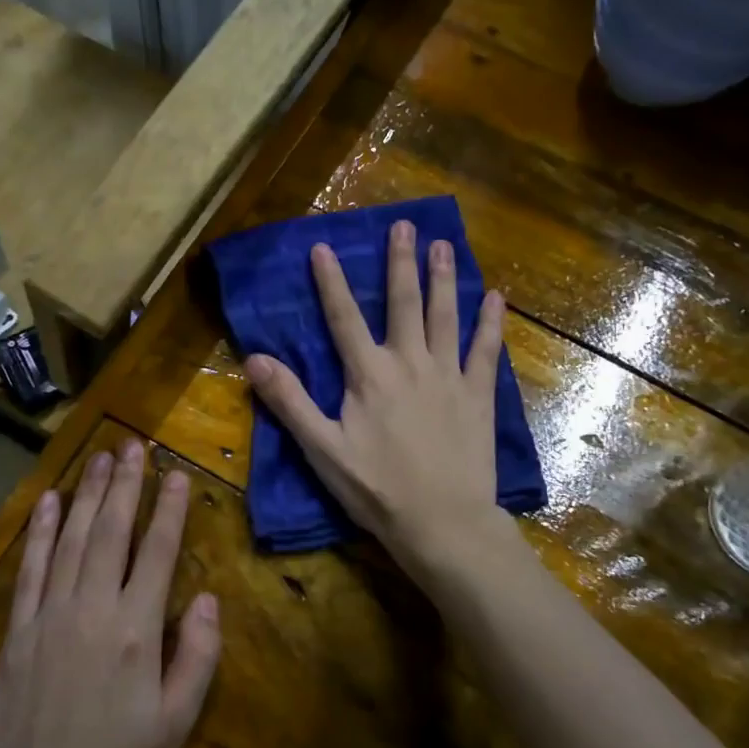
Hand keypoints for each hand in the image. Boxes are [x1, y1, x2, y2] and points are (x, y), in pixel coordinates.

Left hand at [0, 439, 220, 747]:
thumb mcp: (175, 723)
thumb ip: (197, 656)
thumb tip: (205, 598)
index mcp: (136, 631)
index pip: (157, 552)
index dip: (169, 509)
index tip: (176, 474)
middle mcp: (92, 610)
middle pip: (111, 532)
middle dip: (125, 484)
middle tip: (132, 444)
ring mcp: (49, 616)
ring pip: (71, 540)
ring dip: (88, 495)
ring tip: (100, 458)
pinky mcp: (17, 632)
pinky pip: (30, 569)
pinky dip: (38, 532)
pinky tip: (48, 503)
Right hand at [243, 221, 508, 569]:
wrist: (442, 521)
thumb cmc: (377, 489)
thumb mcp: (322, 449)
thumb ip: (290, 402)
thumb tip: (253, 359)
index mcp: (369, 375)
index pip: (343, 318)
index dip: (331, 282)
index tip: (323, 246)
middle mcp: (409, 363)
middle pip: (403, 303)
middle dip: (400, 262)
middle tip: (405, 226)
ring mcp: (448, 376)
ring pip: (445, 316)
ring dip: (442, 279)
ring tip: (444, 245)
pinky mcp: (477, 395)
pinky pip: (485, 350)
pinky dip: (489, 323)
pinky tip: (495, 298)